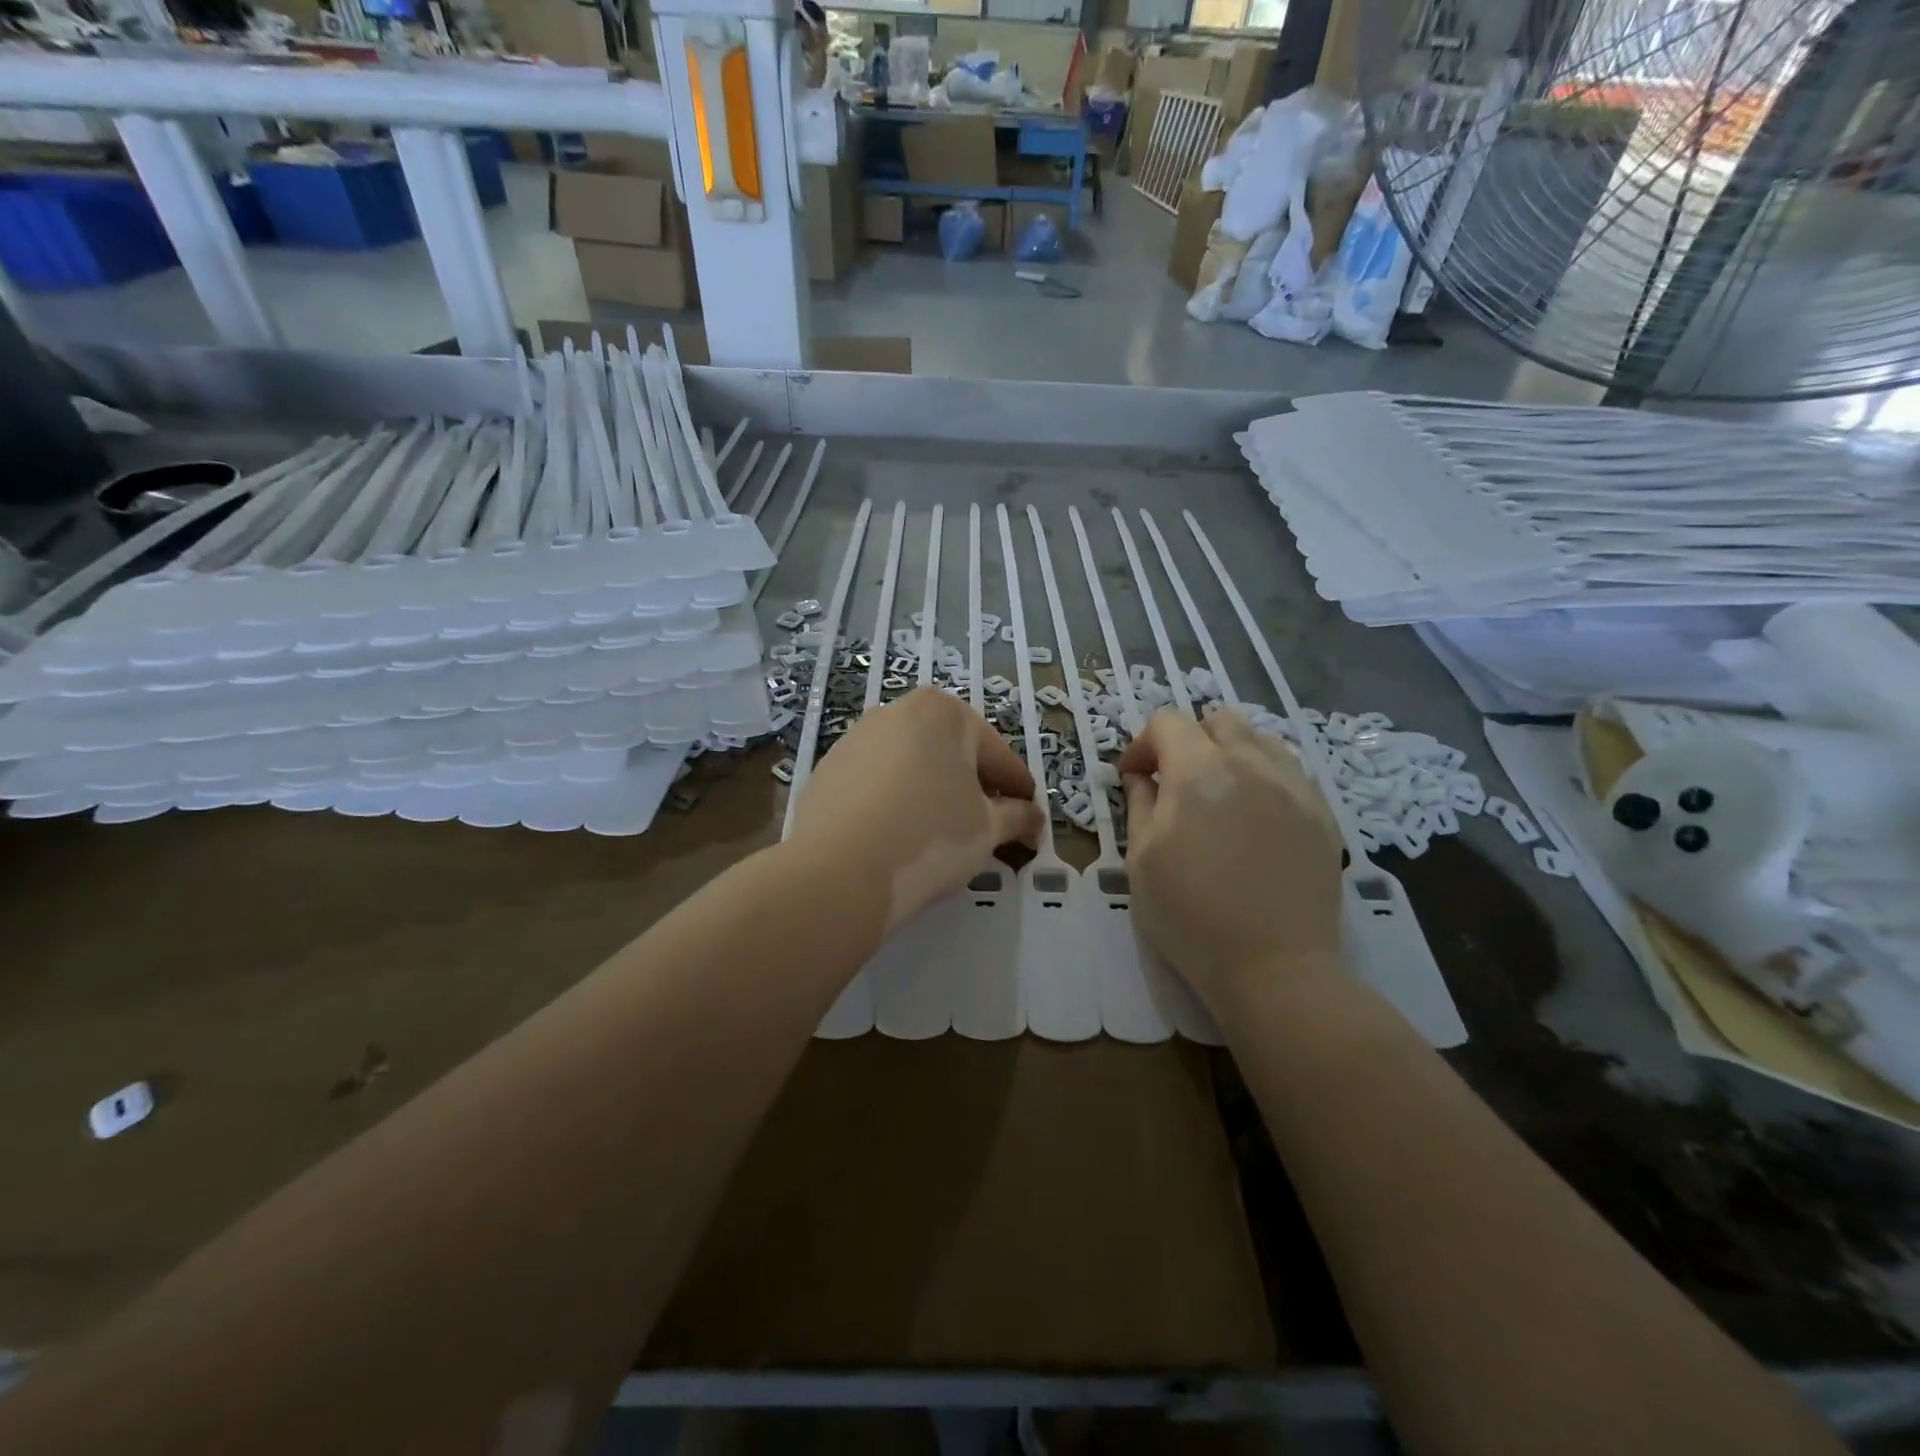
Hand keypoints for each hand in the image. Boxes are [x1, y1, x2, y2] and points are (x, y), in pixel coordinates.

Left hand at [787, 688, 1044, 934]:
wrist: (838, 872)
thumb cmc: (931, 837)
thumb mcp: (988, 829)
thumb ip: (1017, 817)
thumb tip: (1033, 818)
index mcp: (944, 713)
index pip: (998, 756)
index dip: (1019, 792)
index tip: (1031, 821)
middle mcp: (897, 712)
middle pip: (952, 754)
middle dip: (974, 788)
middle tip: (989, 828)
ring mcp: (855, 739)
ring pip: (912, 767)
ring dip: (933, 794)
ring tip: (942, 836)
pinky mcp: (827, 770)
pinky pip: (876, 784)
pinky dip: (895, 803)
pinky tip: (899, 837)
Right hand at [1119, 707, 1343, 1013]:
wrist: (1274, 967)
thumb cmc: (1190, 916)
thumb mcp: (1141, 860)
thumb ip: (1139, 805)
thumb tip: (1140, 776)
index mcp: (1199, 772)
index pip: (1167, 723)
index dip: (1142, 744)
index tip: (1134, 778)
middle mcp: (1251, 764)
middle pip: (1218, 720)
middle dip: (1189, 740)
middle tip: (1176, 782)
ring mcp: (1294, 786)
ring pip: (1259, 739)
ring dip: (1229, 753)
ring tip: (1218, 795)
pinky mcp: (1322, 813)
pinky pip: (1289, 771)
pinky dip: (1263, 776)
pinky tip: (1255, 817)